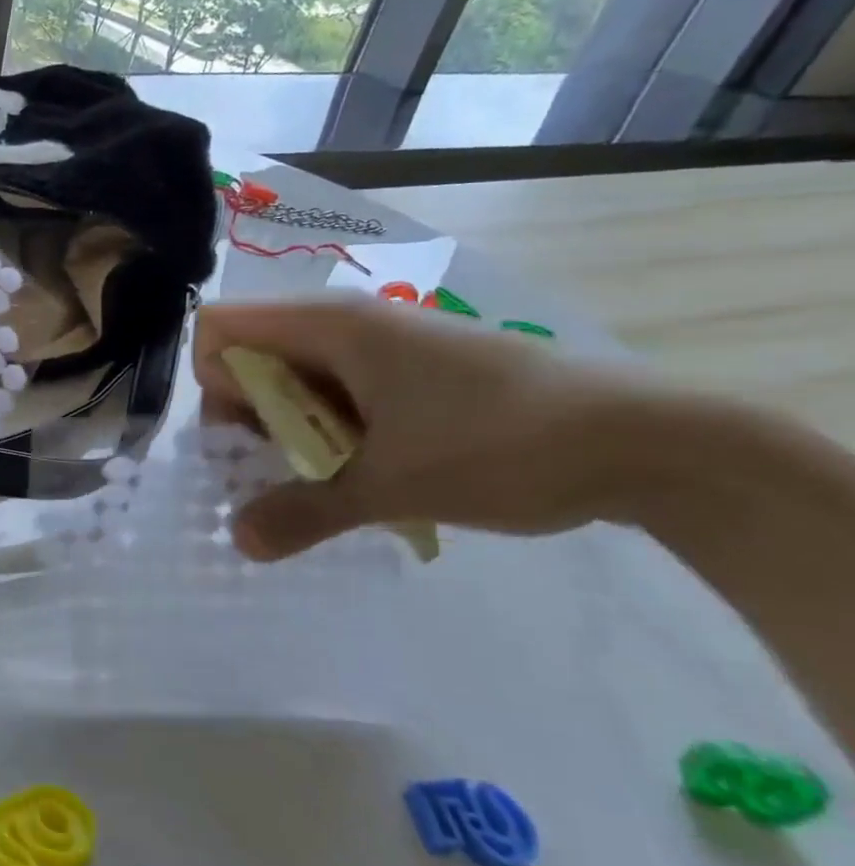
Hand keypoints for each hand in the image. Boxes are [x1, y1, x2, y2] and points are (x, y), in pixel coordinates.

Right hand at [193, 299, 642, 559]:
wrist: (650, 443)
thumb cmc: (502, 445)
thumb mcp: (390, 487)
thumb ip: (302, 512)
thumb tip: (236, 542)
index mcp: (329, 325)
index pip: (220, 330)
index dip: (215, 381)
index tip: (246, 436)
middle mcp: (346, 322)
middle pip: (251, 354)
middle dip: (248, 414)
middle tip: (282, 470)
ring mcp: (382, 344)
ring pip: (293, 376)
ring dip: (290, 429)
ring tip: (327, 479)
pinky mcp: (412, 370)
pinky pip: (336, 390)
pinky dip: (329, 430)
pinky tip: (364, 471)